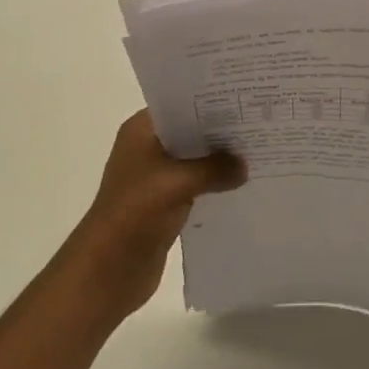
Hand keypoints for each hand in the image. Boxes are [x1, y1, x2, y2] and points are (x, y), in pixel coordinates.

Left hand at [57, 110, 245, 322]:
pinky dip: (215, 183)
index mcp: (141, 131)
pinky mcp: (165, 203)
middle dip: (222, 131)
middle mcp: (148, 148)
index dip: (212, 101)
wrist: (107, 270)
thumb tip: (244, 165)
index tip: (246, 99)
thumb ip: (215, 168)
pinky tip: (243, 183)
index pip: (181, 104)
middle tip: (261, 123)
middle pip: (191, 132)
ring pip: (196, 160)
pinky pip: (197, 185)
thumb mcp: (178, 182)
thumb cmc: (135, 213)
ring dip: (220, 160)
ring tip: (259, 151)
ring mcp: (156, 177)